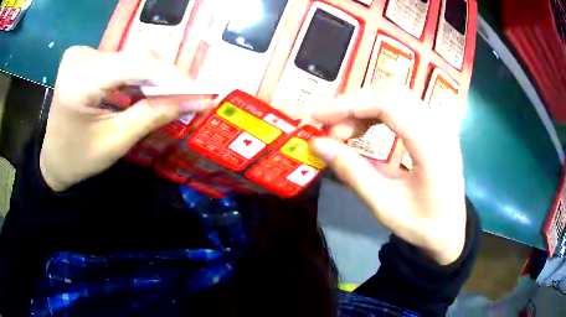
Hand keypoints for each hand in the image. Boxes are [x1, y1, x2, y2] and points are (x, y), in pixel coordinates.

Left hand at [40, 46, 213, 191]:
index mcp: (80, 80)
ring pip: (130, 57)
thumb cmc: (78, 159)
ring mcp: (81, 53)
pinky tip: (145, 90)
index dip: (173, 75)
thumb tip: (195, 100)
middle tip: (188, 97)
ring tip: (169, 96)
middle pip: (134, 58)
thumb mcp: (115, 142)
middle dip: (164, 78)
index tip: (201, 92)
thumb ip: (153, 116)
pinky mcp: (84, 56)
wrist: (52, 159)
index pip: (137, 64)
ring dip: (152, 77)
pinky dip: (136, 75)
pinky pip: (119, 60)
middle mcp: (80, 56)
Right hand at [310, 84, 466, 264]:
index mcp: (432, 144)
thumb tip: (317, 144)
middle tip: (329, 129)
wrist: (451, 228)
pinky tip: (364, 127)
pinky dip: (376, 110)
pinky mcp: (435, 122)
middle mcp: (439, 122)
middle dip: (352, 104)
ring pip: (394, 93)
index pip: (387, 105)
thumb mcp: (384, 206)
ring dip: (363, 106)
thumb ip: (352, 172)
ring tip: (343, 131)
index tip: (317, 117)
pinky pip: (401, 103)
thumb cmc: (422, 224)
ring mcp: (439, 119)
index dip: (348, 105)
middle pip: (389, 91)